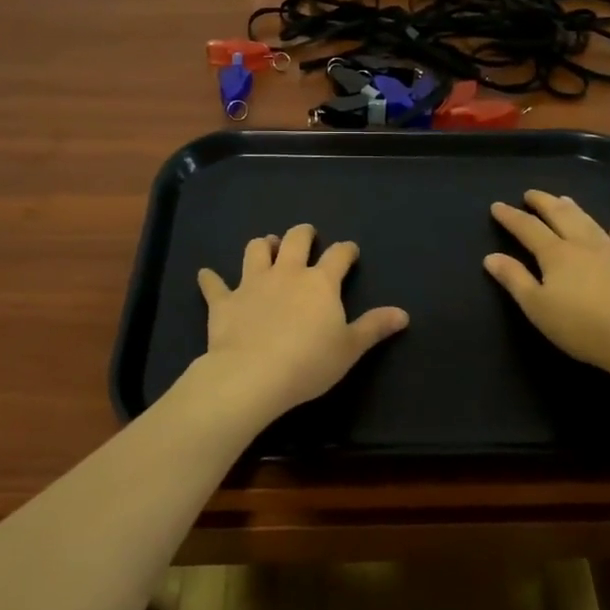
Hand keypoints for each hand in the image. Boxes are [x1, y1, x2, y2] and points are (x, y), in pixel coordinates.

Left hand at [195, 224, 409, 422]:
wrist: (253, 375)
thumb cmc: (309, 362)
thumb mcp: (350, 348)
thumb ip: (374, 327)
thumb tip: (403, 314)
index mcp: (320, 282)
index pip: (338, 256)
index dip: (346, 251)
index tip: (350, 251)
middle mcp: (287, 273)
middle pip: (296, 240)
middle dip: (303, 234)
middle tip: (306, 234)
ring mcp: (252, 284)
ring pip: (256, 250)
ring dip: (263, 245)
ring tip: (267, 246)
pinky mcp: (224, 302)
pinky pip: (214, 285)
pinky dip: (211, 279)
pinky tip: (206, 275)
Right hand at [485, 191, 609, 376]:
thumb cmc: (579, 325)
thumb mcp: (537, 306)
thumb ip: (514, 279)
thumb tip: (491, 257)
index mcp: (556, 253)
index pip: (528, 228)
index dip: (511, 217)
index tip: (497, 206)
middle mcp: (582, 245)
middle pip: (561, 216)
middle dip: (543, 202)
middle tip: (530, 193)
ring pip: (589, 223)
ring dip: (574, 209)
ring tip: (564, 199)